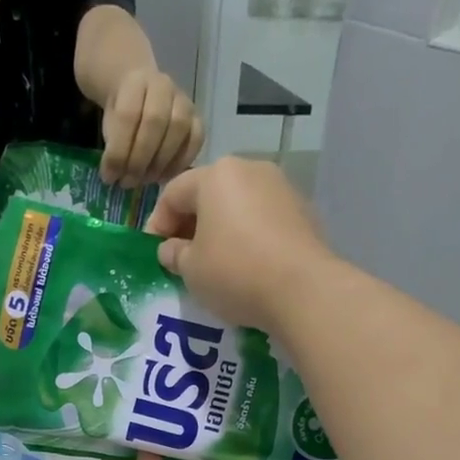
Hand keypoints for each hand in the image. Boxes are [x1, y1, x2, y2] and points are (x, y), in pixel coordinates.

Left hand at [100, 69, 205, 186]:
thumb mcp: (108, 122)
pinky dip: (180, 162)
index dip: (118, 151)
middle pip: (155, 122)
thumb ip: (112, 144)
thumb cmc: (123, 112)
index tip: (109, 176)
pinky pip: (196, 140)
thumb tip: (115, 177)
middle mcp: (163, 86)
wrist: (142, 93)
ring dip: (160, 162)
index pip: (127, 116)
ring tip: (145, 180)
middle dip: (139, 159)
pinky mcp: (197, 118)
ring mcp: (184, 100)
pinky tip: (164, 177)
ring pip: (178, 129)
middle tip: (128, 182)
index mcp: (135, 82)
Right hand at [144, 157, 332, 331]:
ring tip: (214, 262)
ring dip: (221, 229)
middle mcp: (250, 170)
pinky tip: (246, 264)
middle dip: (191, 224)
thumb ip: (174, 254)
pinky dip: (248, 236)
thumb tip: (170, 249)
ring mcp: (281, 188)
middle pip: (209, 194)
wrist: (304, 289)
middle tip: (182, 257)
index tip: (154, 253)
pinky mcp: (303, 211)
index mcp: (216, 175)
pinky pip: (263, 219)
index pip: (173, 193)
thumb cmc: (235, 272)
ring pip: (238, 205)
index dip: (157, 224)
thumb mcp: (191, 269)